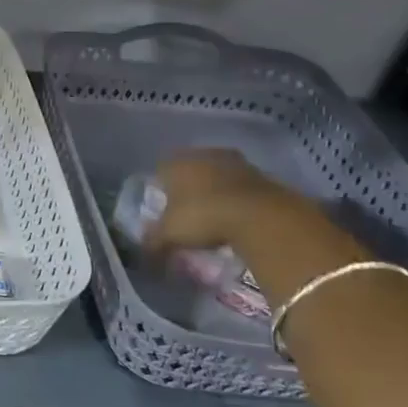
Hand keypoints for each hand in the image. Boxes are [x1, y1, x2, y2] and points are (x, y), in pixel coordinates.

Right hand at [143, 149, 302, 252]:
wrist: (260, 216)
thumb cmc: (203, 216)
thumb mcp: (170, 234)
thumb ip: (154, 240)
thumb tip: (145, 251)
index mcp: (177, 163)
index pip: (161, 169)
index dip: (160, 187)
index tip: (163, 206)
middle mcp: (204, 155)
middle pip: (191, 168)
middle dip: (189, 186)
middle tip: (189, 209)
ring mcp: (235, 162)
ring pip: (218, 174)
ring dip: (216, 189)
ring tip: (215, 214)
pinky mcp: (262, 174)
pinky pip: (241, 185)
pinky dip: (237, 197)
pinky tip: (237, 215)